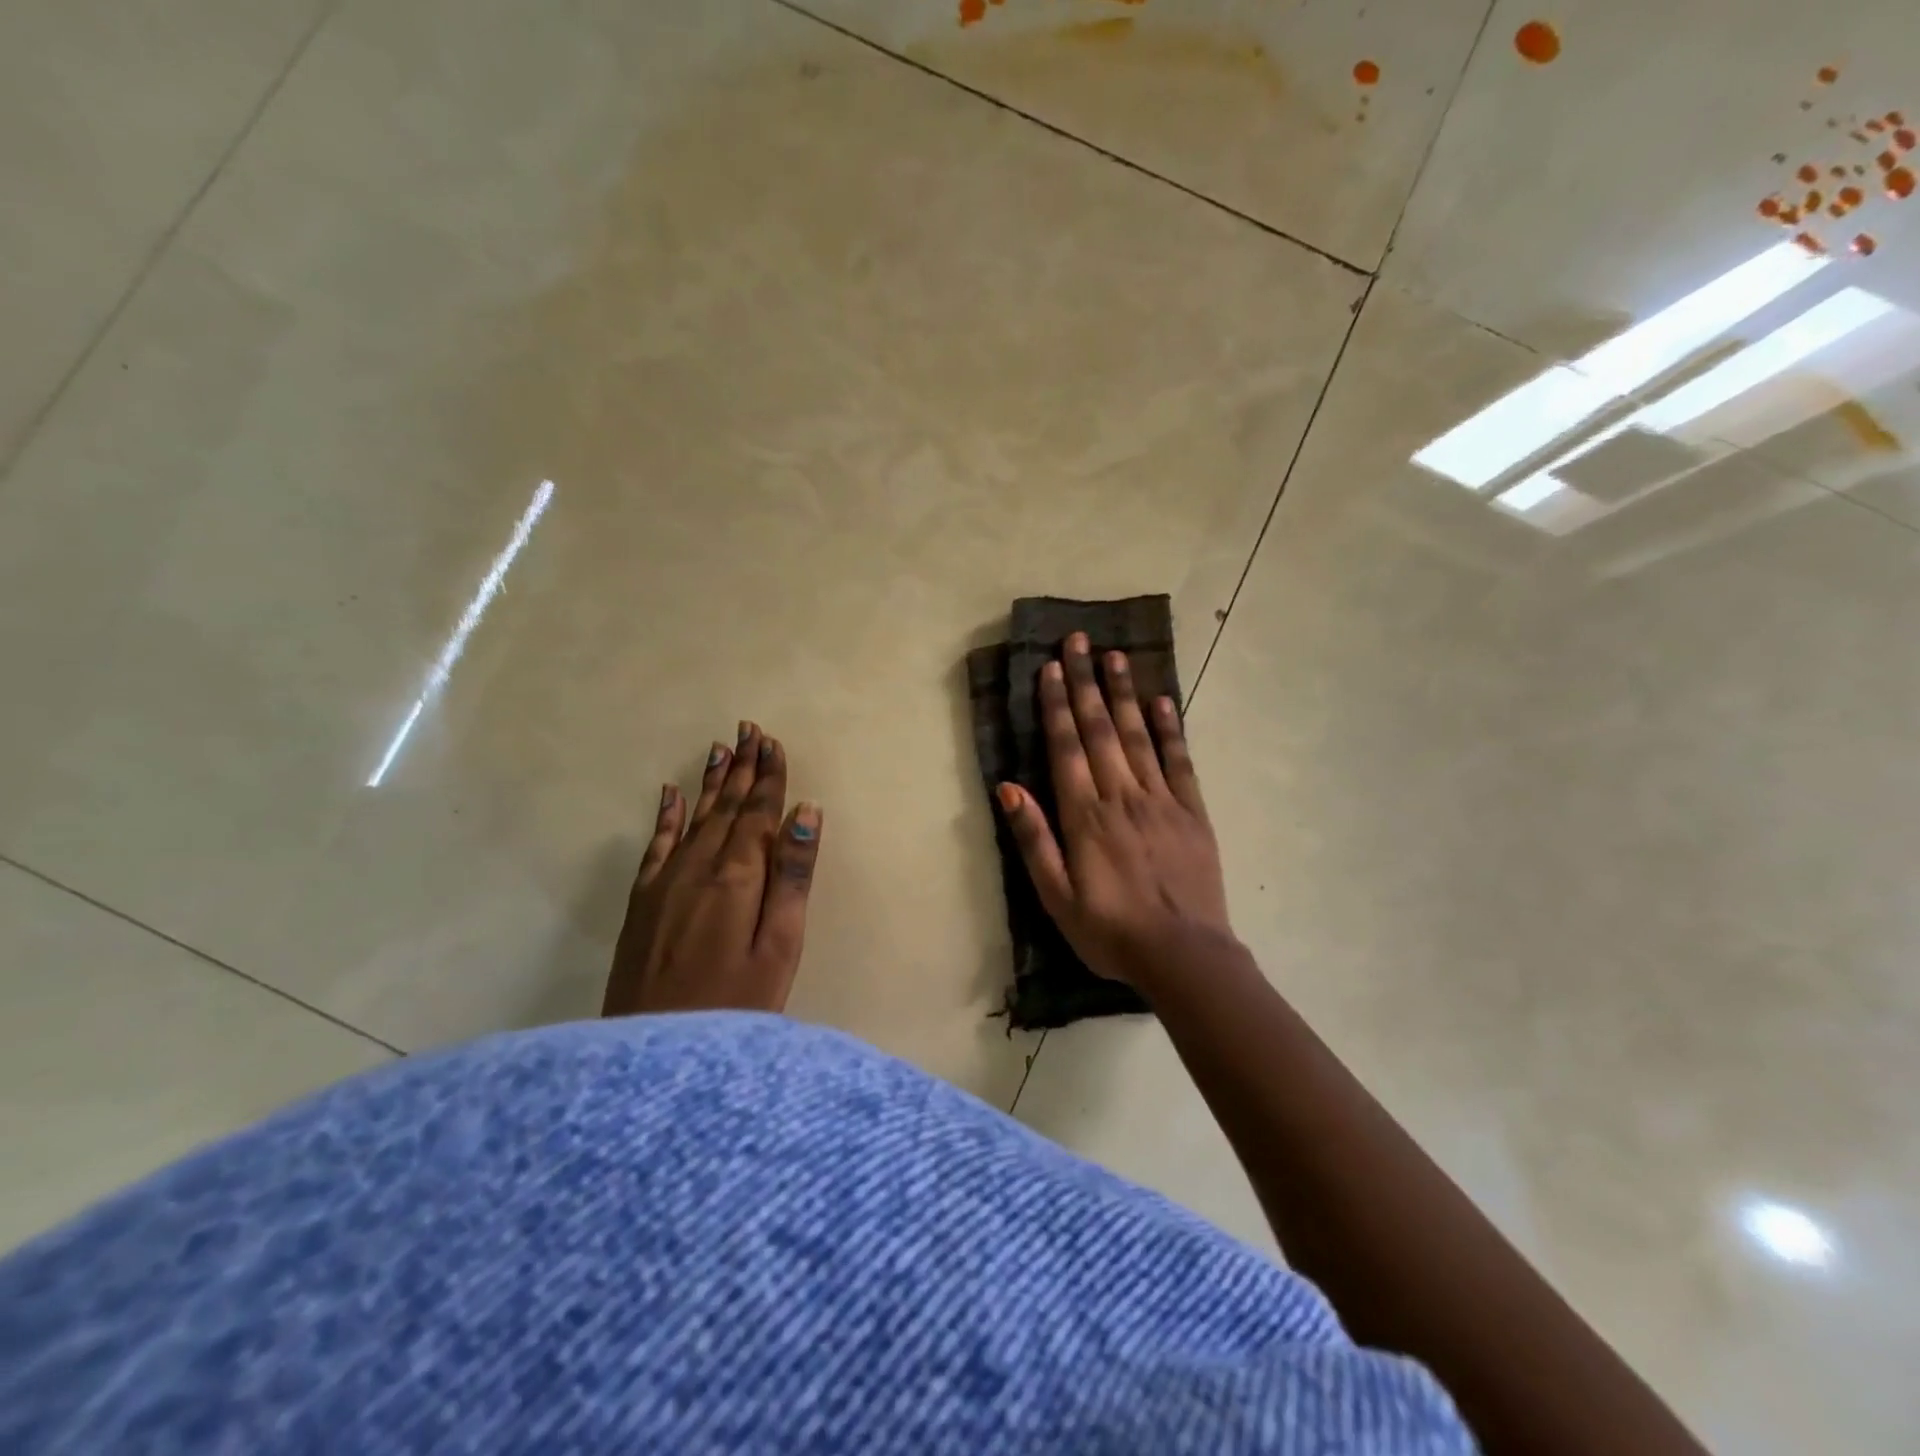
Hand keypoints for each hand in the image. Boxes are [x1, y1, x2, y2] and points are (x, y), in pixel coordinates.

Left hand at [603, 722, 822, 1016]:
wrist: (653, 1058)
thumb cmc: (735, 1006)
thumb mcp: (780, 948)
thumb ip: (793, 878)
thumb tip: (807, 813)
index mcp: (738, 877)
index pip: (758, 813)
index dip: (769, 778)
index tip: (774, 743)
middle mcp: (699, 867)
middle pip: (726, 807)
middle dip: (742, 768)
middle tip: (750, 730)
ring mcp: (665, 883)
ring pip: (694, 817)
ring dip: (710, 782)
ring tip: (721, 748)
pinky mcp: (642, 903)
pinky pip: (656, 845)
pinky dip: (666, 816)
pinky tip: (670, 794)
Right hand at [996, 633, 1235, 990]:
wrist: (1184, 955)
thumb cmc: (1110, 931)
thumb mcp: (1056, 898)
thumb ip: (1034, 840)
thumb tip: (1007, 788)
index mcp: (1085, 816)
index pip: (1066, 748)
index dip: (1056, 705)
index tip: (1051, 668)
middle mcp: (1121, 796)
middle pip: (1100, 729)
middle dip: (1086, 682)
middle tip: (1079, 641)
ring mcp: (1161, 800)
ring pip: (1139, 735)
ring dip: (1124, 694)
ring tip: (1116, 656)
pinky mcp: (1192, 811)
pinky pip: (1179, 761)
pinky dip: (1170, 728)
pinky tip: (1162, 701)